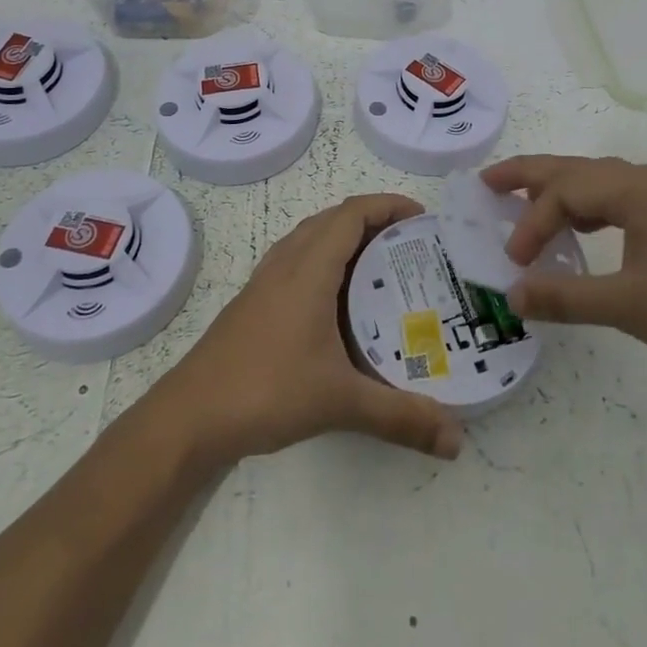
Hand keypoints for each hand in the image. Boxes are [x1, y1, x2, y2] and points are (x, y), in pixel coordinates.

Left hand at [157, 194, 463, 468]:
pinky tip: (337, 302)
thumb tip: (457, 441)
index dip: (388, 205)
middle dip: (373, 220)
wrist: (189, 416)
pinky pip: (296, 260)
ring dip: (345, 237)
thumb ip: (401, 417)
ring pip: (311, 238)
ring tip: (381, 266)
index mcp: (309, 268)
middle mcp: (286, 263)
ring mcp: (265, 281)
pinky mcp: (253, 302)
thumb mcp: (340, 402)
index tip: (422, 218)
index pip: (352, 213)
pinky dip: (324, 260)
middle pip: (333, 219)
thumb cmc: (266, 390)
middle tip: (410, 245)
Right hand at [481, 156, 646, 390]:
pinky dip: (594, 209)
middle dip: (533, 175)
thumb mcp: (630, 307)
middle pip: (581, 169)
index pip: (567, 192)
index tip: (514, 262)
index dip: (532, 223)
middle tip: (489, 182)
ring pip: (604, 183)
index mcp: (638, 191)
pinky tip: (588, 230)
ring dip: (565, 191)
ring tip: (530, 204)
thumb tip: (512, 295)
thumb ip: (567, 297)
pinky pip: (626, 200)